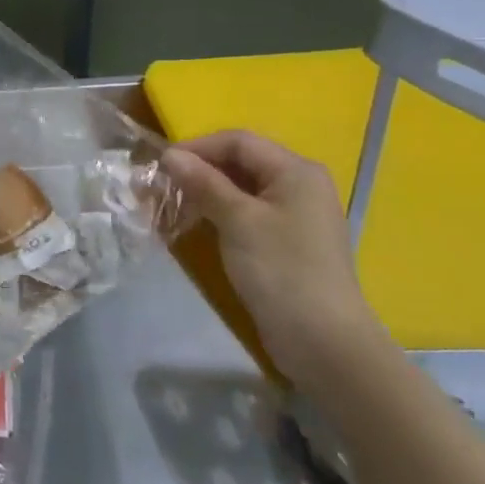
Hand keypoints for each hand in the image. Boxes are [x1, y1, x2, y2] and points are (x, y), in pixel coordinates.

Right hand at [162, 132, 384, 387]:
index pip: (238, 141)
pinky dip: (221, 214)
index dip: (197, 148)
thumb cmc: (280, 270)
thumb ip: (204, 183)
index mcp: (296, 170)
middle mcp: (300, 185)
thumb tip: (170, 155)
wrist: (323, 341)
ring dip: (206, 194)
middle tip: (161, 188)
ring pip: (242, 190)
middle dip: (199, 171)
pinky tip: (198, 227)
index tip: (161, 166)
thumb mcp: (238, 220)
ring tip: (172, 208)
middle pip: (241, 163)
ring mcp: (297, 215)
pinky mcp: (289, 242)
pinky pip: (249, 214)